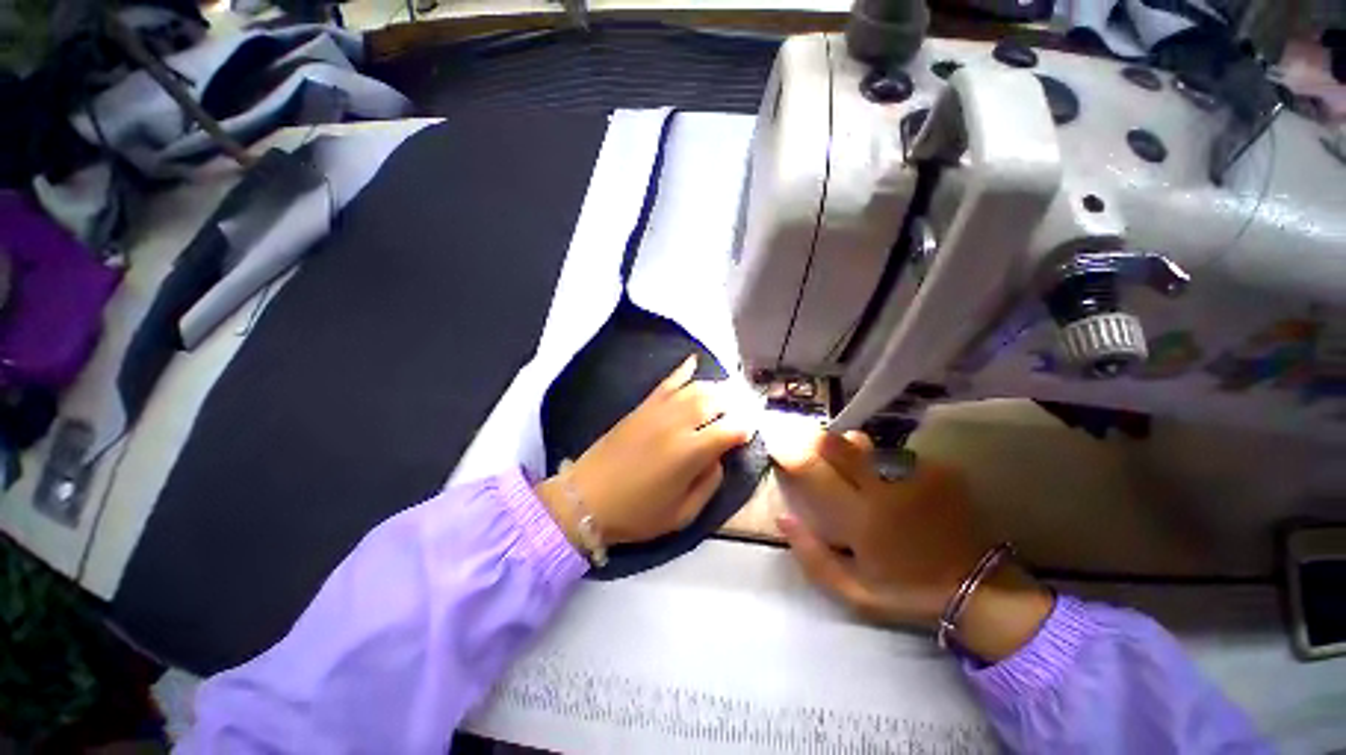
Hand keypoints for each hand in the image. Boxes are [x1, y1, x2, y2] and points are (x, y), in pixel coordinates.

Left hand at [535, 355, 751, 546]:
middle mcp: (677, 424)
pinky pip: (667, 382)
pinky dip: (683, 370)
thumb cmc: (637, 514)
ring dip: (717, 386)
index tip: (753, 430)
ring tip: (730, 391)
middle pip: (716, 401)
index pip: (731, 429)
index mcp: (690, 452)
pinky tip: (694, 361)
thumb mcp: (682, 514)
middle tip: (746, 407)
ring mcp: (658, 411)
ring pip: (696, 388)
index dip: (747, 427)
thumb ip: (709, 484)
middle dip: (736, 402)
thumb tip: (719, 457)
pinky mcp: (642, 406)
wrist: (585, 498)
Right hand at [771, 430, 1051, 660]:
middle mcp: (883, 487)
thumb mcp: (852, 591)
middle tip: (818, 448)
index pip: (813, 470)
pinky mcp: (938, 471)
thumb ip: (812, 555)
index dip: (792, 452)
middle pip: (841, 445)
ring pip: (869, 447)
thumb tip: (782, 517)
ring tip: (860, 471)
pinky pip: (898, 456)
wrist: (977, 590)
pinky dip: (887, 464)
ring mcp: (914, 475)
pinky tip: (894, 481)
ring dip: (856, 452)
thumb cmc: (907, 592)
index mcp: (859, 516)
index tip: (780, 445)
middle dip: (822, 441)